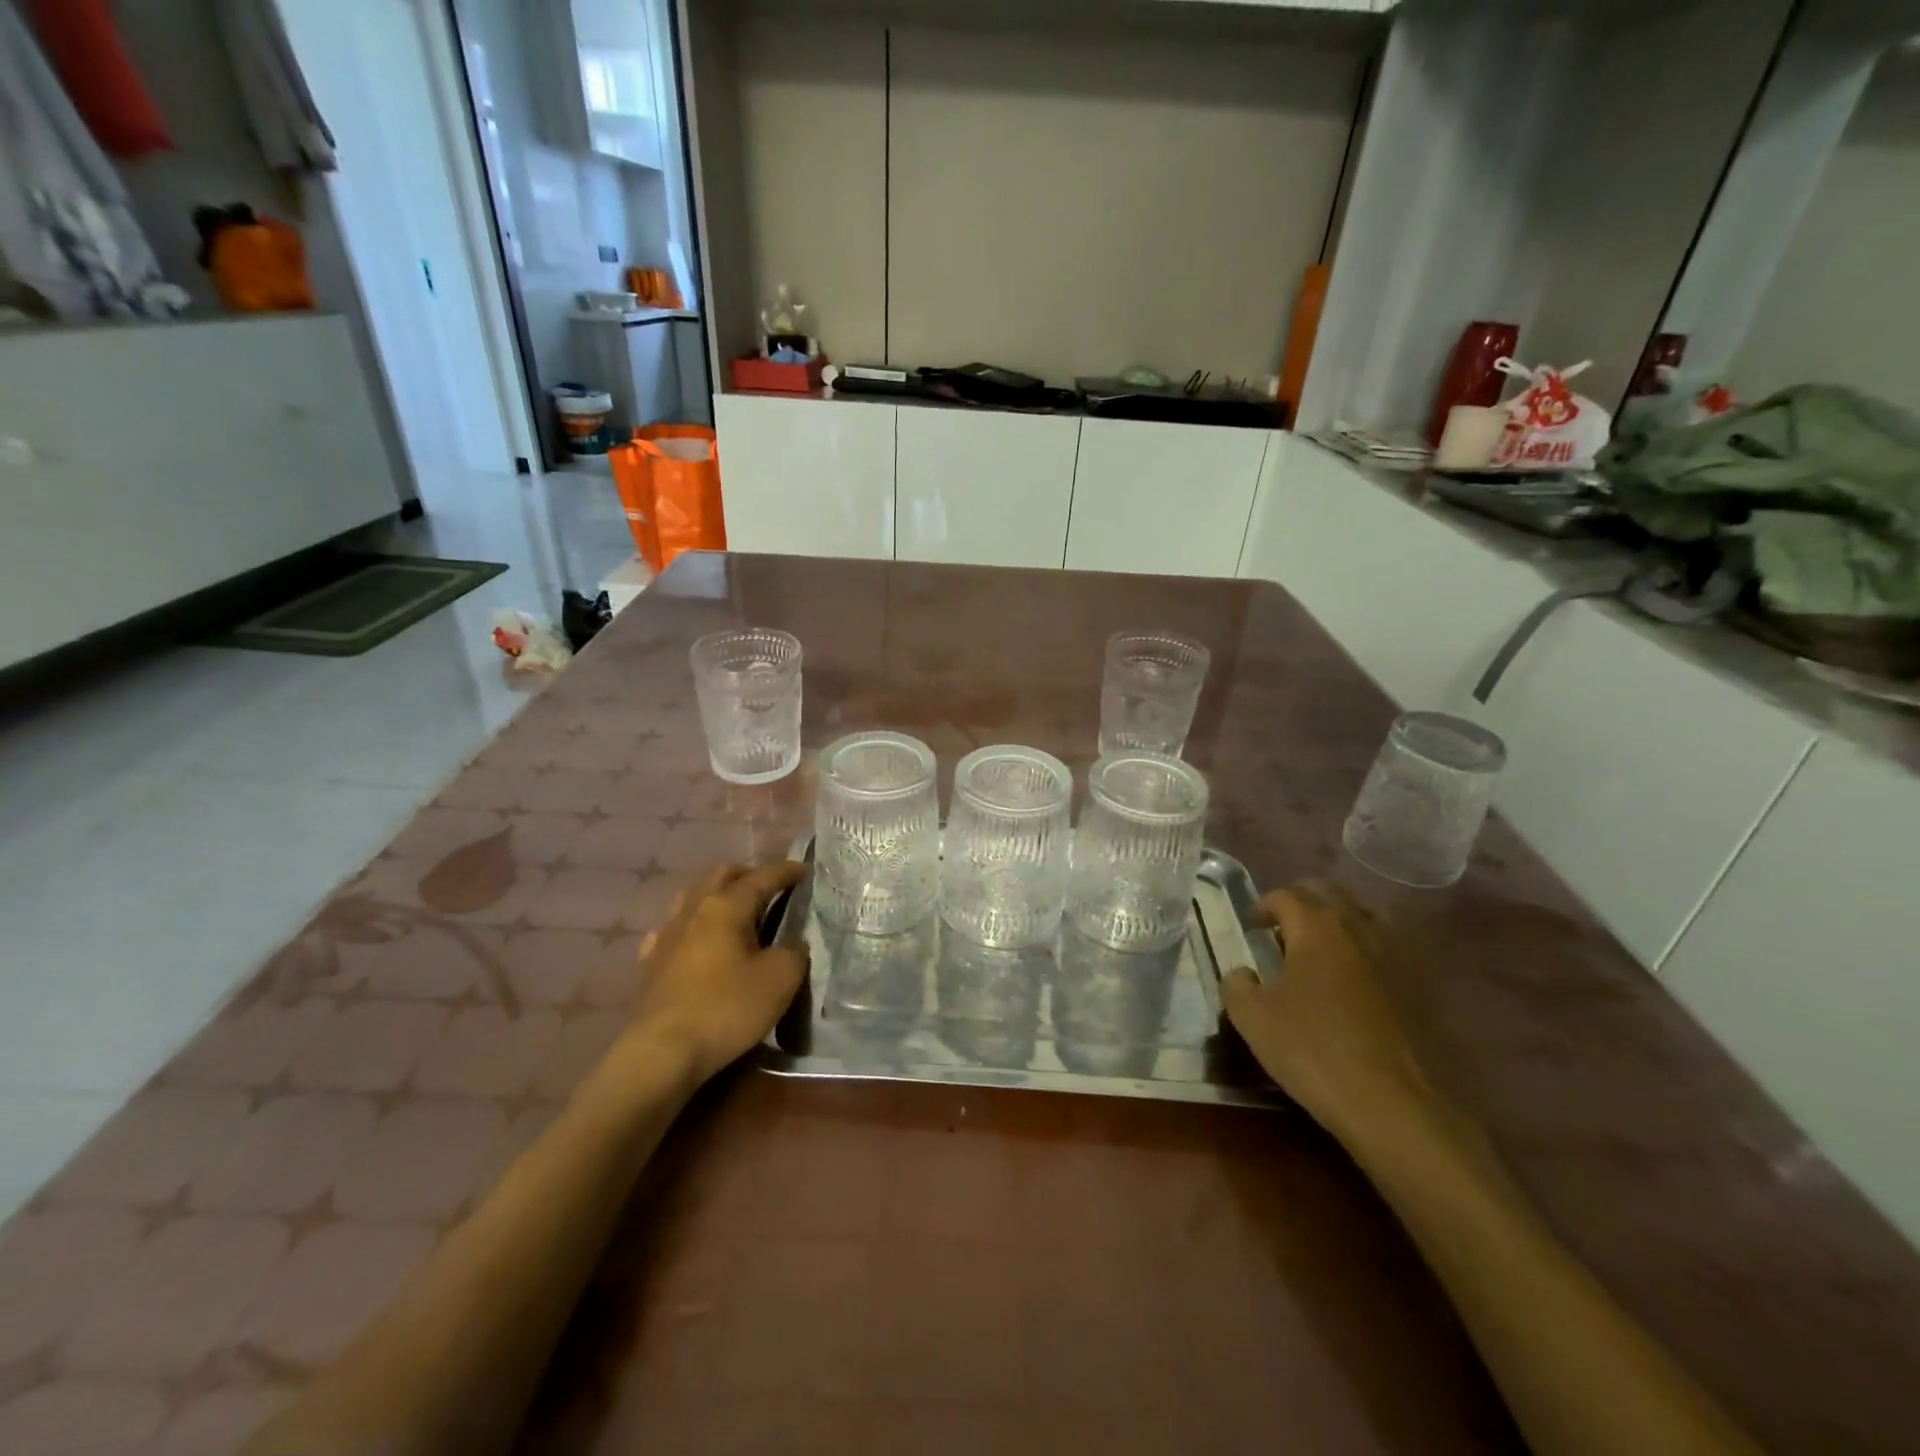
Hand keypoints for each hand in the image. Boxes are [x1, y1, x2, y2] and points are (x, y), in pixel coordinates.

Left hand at [621, 861, 809, 1087]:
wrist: (661, 1052)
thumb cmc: (726, 1008)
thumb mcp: (780, 979)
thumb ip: (794, 952)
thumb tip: (792, 944)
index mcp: (728, 905)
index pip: (763, 876)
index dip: (786, 871)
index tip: (804, 870)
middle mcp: (695, 908)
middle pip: (723, 875)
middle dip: (749, 875)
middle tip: (771, 889)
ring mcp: (667, 934)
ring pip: (694, 896)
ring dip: (718, 895)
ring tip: (736, 912)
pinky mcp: (651, 962)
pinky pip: (673, 929)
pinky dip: (692, 926)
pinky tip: (696, 940)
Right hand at [1221, 882, 1435, 1139]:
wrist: (1391, 1103)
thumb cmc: (1311, 1048)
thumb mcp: (1252, 1018)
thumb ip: (1236, 985)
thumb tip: (1242, 974)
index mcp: (1315, 929)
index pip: (1287, 896)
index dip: (1265, 905)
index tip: (1252, 926)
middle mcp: (1356, 931)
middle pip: (1329, 897)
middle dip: (1303, 906)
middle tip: (1283, 931)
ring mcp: (1391, 959)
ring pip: (1361, 920)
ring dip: (1337, 925)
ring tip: (1318, 952)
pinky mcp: (1414, 990)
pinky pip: (1382, 952)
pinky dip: (1361, 954)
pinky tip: (1349, 983)